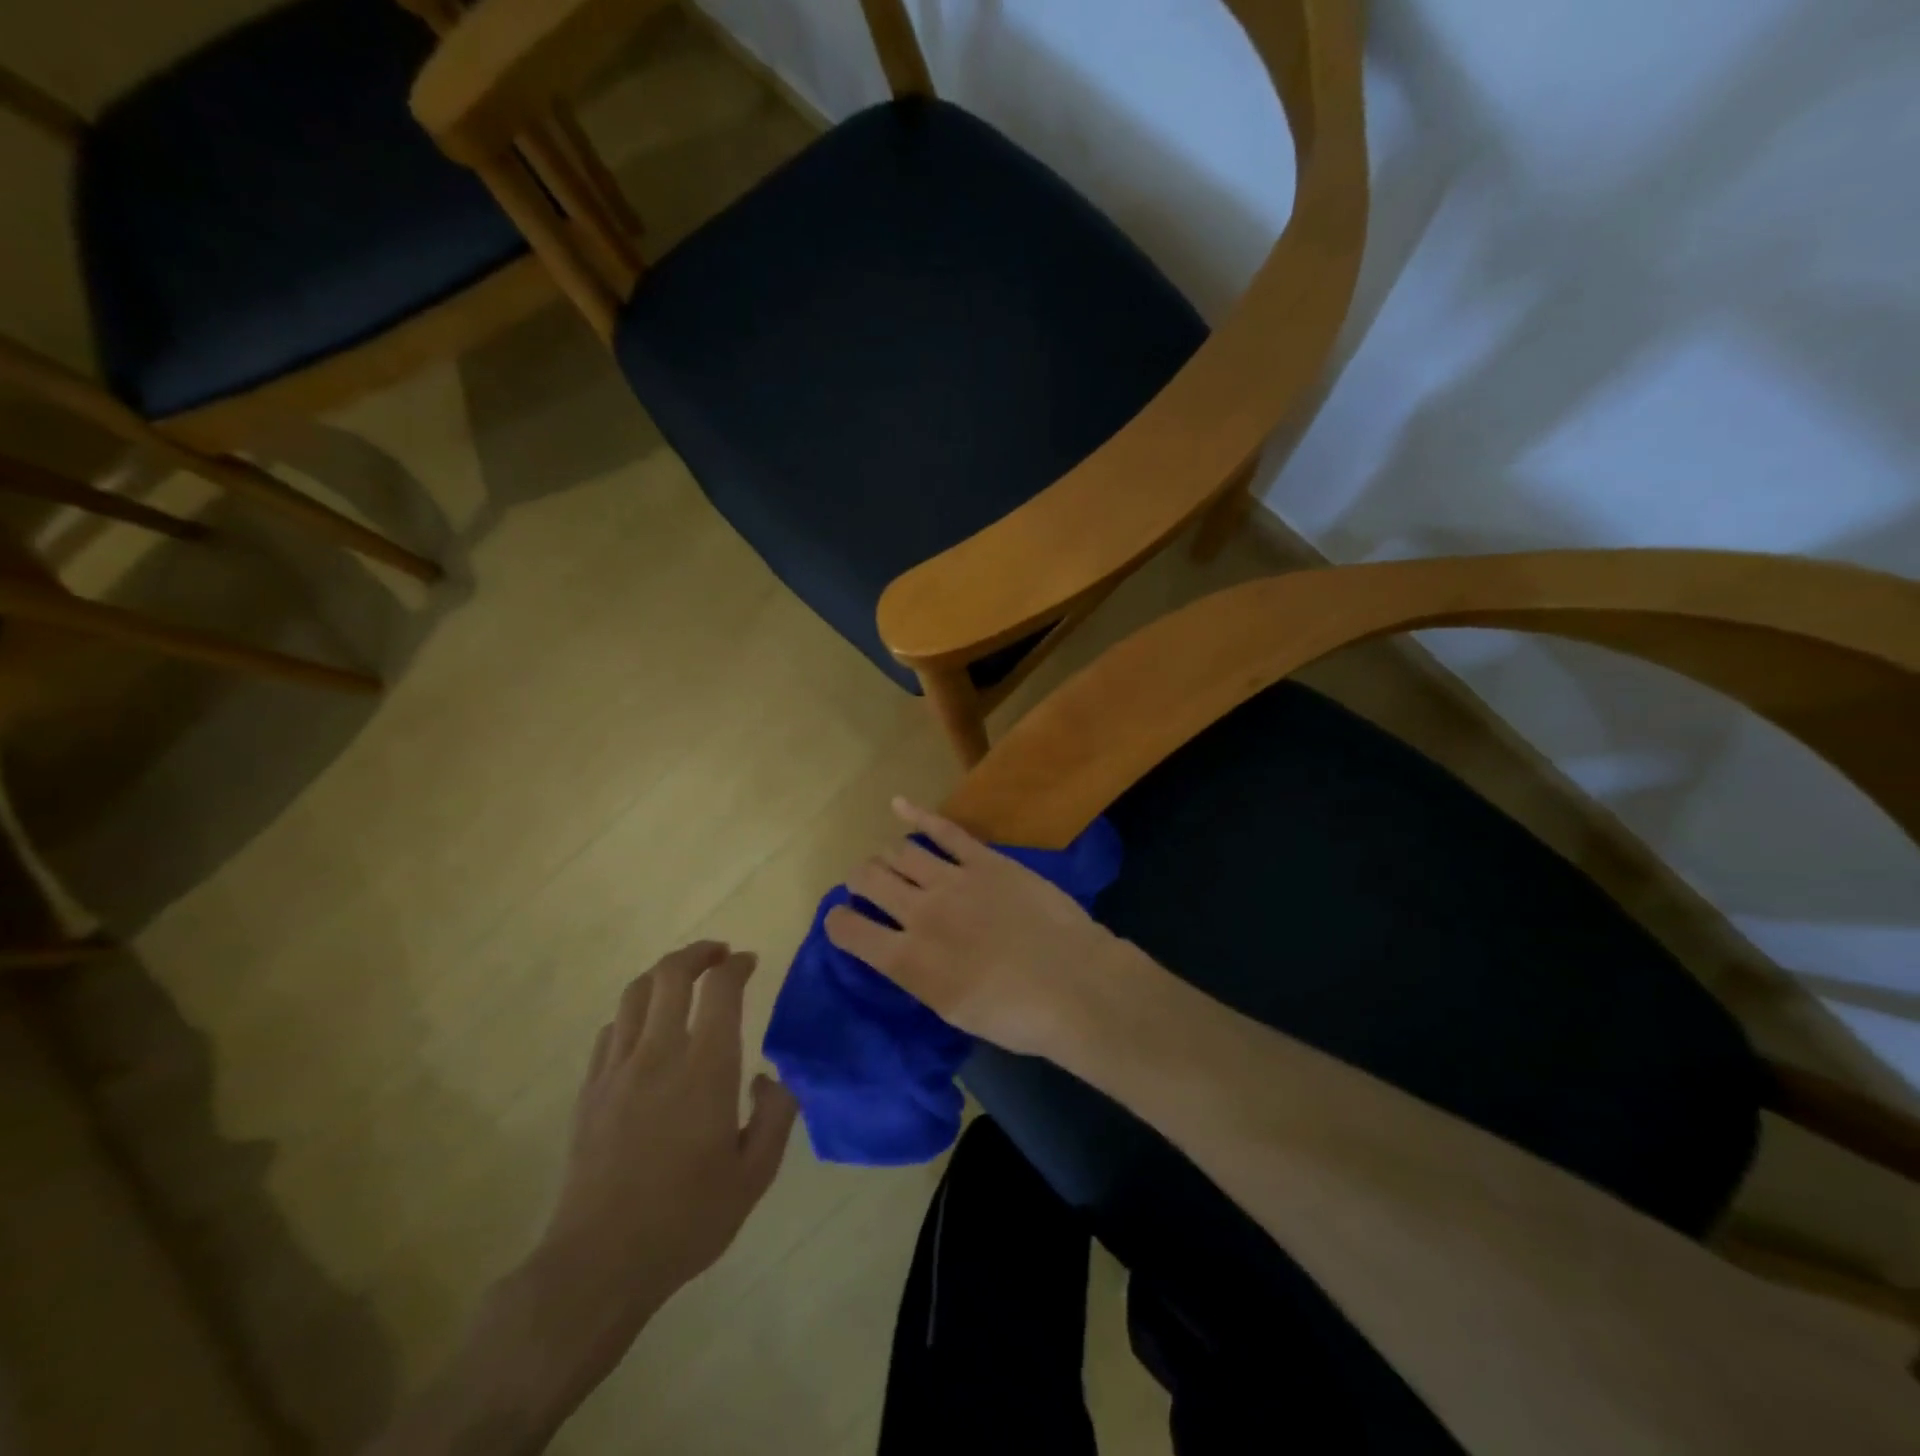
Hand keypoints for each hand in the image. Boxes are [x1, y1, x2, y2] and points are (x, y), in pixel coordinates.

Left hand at [516, 943, 797, 1402]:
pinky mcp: (590, 1089)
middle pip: (671, 974)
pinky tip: (646, 1029)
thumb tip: (769, 1077)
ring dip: (663, 974)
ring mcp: (617, 1069)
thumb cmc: (687, 1219)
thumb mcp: (755, 1175)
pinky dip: (634, 1012)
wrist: (599, 1264)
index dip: (737, 965)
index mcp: (706, 1069)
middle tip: (718, 954)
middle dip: (698, 953)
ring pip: (636, 993)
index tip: (749, 962)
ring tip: (683, 979)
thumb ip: (776, 1115)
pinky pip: (611, 1029)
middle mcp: (659, 1054)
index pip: (721, 989)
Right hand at [824, 799, 1135, 1057]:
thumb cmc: (1015, 1016)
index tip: (843, 921)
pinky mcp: (985, 860)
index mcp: (908, 960)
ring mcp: (953, 880)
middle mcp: (920, 914)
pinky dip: (916, 814)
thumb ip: (918, 975)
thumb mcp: (951, 1011)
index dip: (838, 922)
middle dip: (860, 881)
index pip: (849, 930)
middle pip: (868, 879)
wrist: (1074, 984)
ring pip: (899, 852)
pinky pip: (943, 829)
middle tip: (868, 888)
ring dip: (888, 857)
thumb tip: (902, 951)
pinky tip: (898, 804)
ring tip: (894, 864)